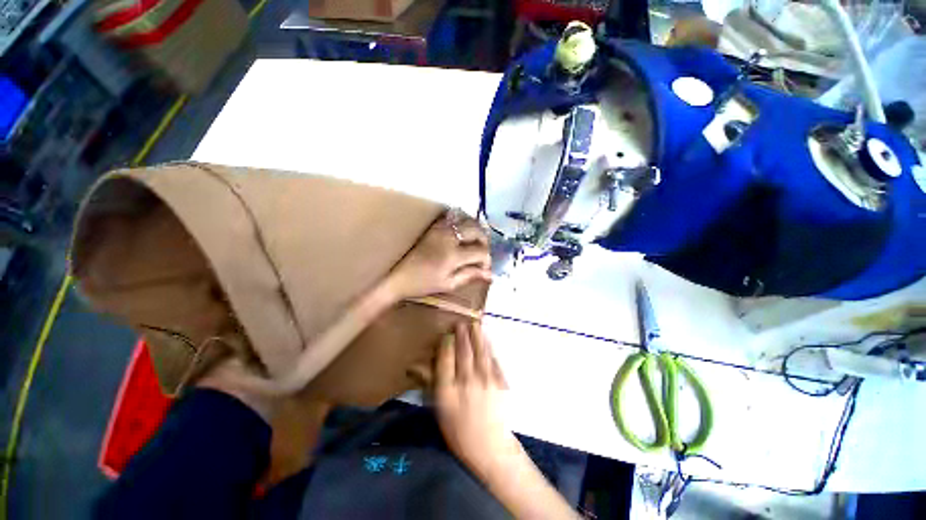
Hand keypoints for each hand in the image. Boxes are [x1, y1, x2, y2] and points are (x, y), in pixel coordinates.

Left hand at [385, 213, 491, 300]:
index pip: (481, 251)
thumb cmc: (423, 284)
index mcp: (453, 255)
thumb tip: (490, 274)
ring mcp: (441, 229)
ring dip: (475, 231)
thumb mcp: (448, 284)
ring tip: (474, 243)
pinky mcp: (434, 226)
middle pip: (477, 231)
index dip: (487, 259)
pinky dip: (463, 224)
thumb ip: (470, 275)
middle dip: (484, 242)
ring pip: (467, 221)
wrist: (397, 276)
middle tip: (482, 253)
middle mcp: (449, 238)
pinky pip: (454, 218)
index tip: (484, 267)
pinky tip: (462, 234)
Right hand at [435, 322, 516, 477]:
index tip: (447, 334)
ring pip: (479, 353)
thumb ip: (428, 384)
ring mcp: (485, 382)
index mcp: (448, 393)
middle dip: (462, 336)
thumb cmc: (458, 430)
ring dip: (477, 337)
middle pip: (463, 354)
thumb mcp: (439, 409)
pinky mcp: (499, 383)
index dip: (446, 346)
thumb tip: (413, 366)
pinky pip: (493, 361)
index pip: (445, 362)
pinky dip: (489, 348)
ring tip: (474, 323)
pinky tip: (487, 340)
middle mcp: (466, 384)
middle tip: (460, 322)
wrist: (489, 446)